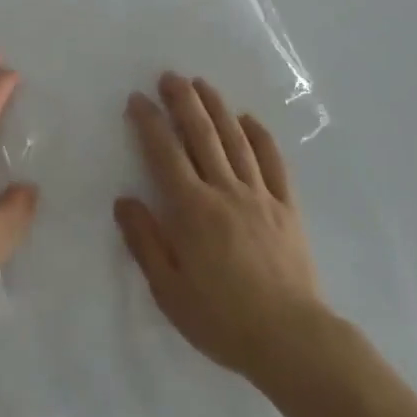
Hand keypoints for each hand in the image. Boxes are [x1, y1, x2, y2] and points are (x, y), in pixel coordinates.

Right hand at [115, 73, 322, 381]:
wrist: (292, 340)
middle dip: (183, 101)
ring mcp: (259, 195)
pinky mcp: (286, 206)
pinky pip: (272, 161)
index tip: (138, 99)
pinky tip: (248, 119)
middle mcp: (224, 190)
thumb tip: (124, 200)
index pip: (165, 153)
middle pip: (202, 134)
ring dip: (217, 107)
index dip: (150, 122)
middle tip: (170, 76)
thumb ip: (145, 241)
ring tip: (202, 83)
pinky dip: (260, 135)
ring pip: (235, 139)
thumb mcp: (170, 290)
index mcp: (192, 210)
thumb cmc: (222, 319)